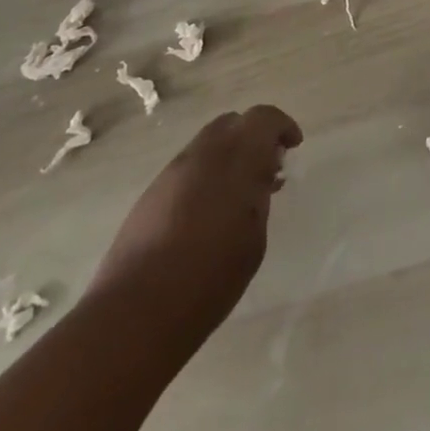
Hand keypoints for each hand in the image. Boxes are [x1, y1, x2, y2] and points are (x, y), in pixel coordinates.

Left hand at [90, 105, 302, 331]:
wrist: (136, 312)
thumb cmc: (210, 276)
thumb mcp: (254, 237)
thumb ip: (259, 196)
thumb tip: (259, 178)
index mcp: (236, 157)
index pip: (264, 118)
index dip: (282, 127)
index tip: (293, 147)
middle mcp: (203, 153)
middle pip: (232, 124)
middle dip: (253, 137)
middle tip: (267, 168)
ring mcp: (172, 172)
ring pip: (207, 144)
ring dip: (228, 157)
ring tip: (238, 194)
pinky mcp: (150, 194)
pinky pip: (187, 170)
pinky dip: (205, 176)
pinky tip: (208, 212)